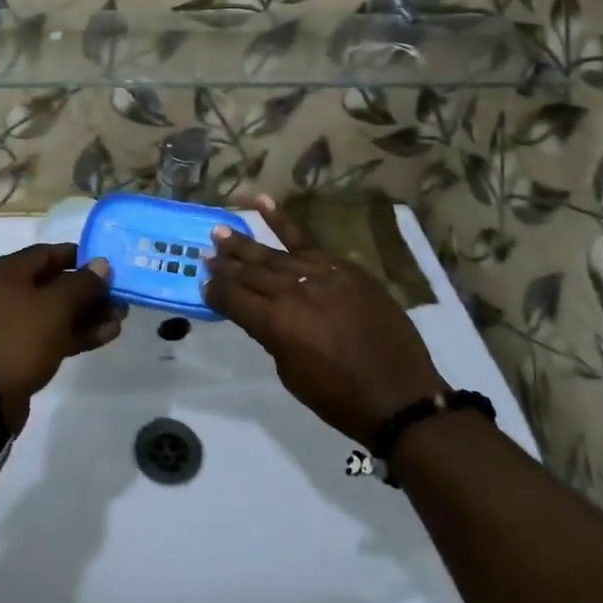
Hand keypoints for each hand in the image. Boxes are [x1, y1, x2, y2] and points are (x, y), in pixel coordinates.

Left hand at [0, 244, 122, 432]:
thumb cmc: (19, 339)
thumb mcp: (55, 306)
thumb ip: (82, 283)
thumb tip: (102, 264)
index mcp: (6, 272)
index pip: (48, 253)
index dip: (80, 257)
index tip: (108, 265)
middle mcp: (5, 293)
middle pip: (54, 284)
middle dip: (89, 291)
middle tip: (120, 295)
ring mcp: (10, 325)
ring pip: (55, 312)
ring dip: (87, 314)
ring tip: (121, 317)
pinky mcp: (18, 352)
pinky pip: (50, 334)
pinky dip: (75, 333)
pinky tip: (106, 335)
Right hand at [203, 198, 445, 446]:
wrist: (400, 395)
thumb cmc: (340, 398)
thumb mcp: (292, 374)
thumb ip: (272, 336)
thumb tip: (260, 312)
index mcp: (278, 324)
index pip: (234, 300)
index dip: (215, 291)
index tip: (202, 283)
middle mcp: (294, 292)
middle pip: (251, 272)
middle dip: (225, 263)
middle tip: (205, 252)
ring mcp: (321, 274)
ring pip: (274, 254)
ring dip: (245, 243)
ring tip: (220, 230)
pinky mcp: (343, 267)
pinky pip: (308, 241)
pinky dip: (283, 222)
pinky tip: (262, 204)